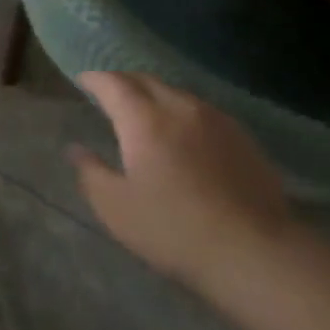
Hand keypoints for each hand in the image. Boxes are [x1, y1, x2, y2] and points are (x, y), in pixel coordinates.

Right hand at [69, 72, 297, 288]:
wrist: (253, 250)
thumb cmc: (174, 229)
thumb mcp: (117, 209)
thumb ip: (91, 173)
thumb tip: (75, 149)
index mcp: (144, 119)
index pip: (114, 84)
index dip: (95, 79)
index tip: (83, 81)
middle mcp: (180, 107)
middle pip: (146, 80)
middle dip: (124, 81)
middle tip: (110, 93)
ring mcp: (215, 118)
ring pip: (176, 93)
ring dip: (155, 95)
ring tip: (145, 112)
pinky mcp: (241, 136)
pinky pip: (202, 110)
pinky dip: (182, 112)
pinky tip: (184, 134)